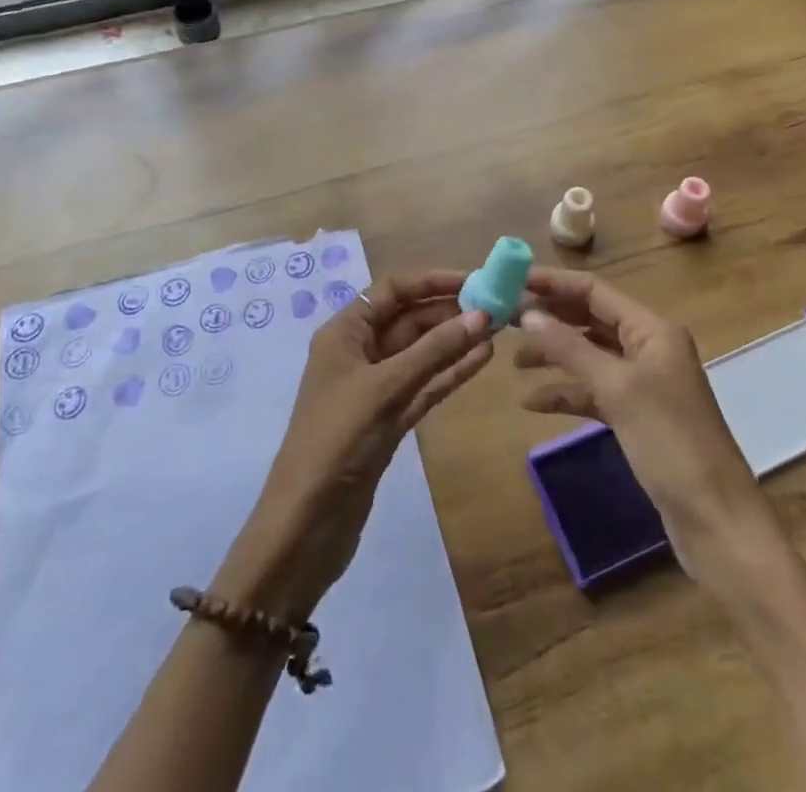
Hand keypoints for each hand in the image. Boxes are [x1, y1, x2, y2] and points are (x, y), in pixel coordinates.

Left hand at [214, 272, 492, 621]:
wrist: (307, 525)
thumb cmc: (337, 440)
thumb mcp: (385, 388)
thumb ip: (434, 351)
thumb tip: (481, 315)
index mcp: (344, 332)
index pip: (393, 290)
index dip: (433, 280)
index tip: (475, 279)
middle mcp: (359, 351)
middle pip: (410, 319)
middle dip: (450, 311)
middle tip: (498, 305)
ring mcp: (376, 387)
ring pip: (422, 353)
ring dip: (456, 341)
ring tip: (499, 327)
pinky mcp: (390, 419)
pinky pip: (425, 384)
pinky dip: (450, 372)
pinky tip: (482, 359)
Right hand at [514, 268, 772, 579]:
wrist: (716, 520)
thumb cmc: (670, 442)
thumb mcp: (616, 389)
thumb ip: (570, 349)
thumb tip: (527, 314)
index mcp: (652, 330)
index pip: (594, 291)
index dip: (553, 283)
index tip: (512, 281)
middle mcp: (648, 348)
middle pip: (590, 320)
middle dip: (550, 318)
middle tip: (505, 319)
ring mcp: (643, 383)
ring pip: (589, 355)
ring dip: (554, 355)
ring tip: (514, 361)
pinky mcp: (636, 416)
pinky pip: (593, 392)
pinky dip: (566, 393)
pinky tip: (532, 403)